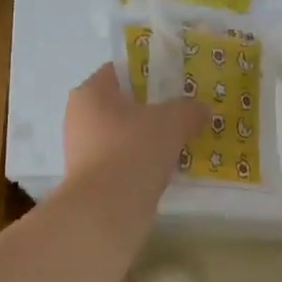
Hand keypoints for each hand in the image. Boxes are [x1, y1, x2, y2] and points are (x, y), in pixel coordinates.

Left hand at [63, 65, 205, 182]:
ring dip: (148, 139)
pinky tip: (165, 170)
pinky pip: (123, 161)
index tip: (176, 84)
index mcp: (91, 92)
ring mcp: (83, 150)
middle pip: (123, 105)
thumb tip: (201, 109)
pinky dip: (142, 163)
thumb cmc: (134, 150)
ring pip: (124, 135)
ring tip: (180, 143)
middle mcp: (80, 117)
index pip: (121, 71)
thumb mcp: (172, 122)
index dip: (150, 73)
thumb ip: (189, 110)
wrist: (107, 210)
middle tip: (183, 114)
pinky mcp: (92, 179)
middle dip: (152, 110)